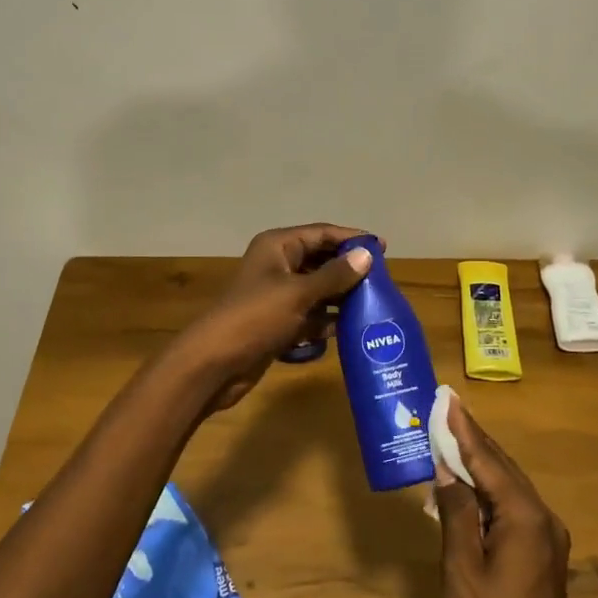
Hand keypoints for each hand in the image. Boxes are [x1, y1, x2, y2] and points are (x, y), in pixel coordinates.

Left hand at [174, 223, 377, 413]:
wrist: (214, 364)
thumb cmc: (255, 318)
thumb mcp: (298, 294)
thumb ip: (335, 275)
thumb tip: (367, 255)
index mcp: (278, 247)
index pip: (321, 233)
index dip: (351, 238)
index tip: (382, 248)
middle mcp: (277, 265)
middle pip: (320, 260)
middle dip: (348, 270)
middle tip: (381, 281)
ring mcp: (276, 295)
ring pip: (317, 289)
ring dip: (340, 297)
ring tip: (373, 306)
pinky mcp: (277, 322)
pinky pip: (309, 315)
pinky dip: (325, 321)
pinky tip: (348, 330)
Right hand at [432, 394, 575, 597]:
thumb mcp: (462, 570)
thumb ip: (456, 512)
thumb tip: (446, 468)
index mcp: (526, 518)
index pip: (489, 461)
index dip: (464, 429)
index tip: (447, 398)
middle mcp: (544, 521)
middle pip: (503, 469)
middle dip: (473, 441)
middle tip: (445, 410)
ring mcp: (547, 542)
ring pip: (508, 489)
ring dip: (479, 467)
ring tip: (449, 440)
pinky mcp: (541, 559)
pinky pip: (512, 511)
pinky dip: (487, 494)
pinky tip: (465, 489)